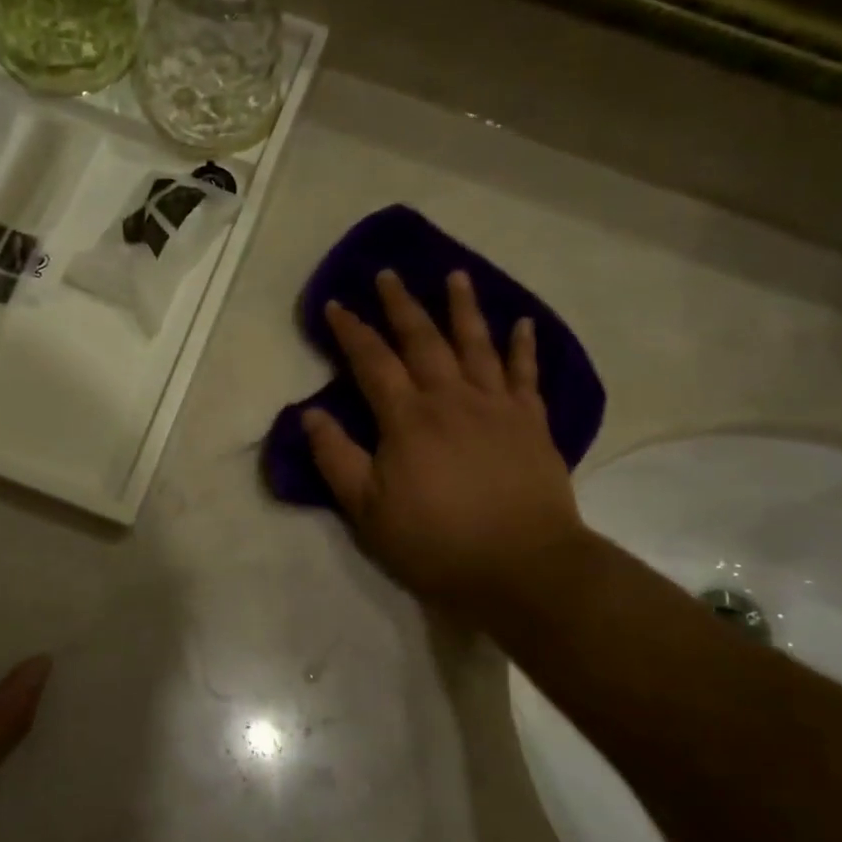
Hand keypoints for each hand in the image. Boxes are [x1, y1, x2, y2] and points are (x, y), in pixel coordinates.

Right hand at [302, 270, 584, 614]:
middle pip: (423, 339)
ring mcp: (496, 406)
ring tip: (455, 275)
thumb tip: (309, 414)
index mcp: (407, 418)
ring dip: (463, 307)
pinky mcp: (532, 423)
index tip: (336, 304)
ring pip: (476, 344)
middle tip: (388, 274)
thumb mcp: (368, 511)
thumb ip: (336, 459)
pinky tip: (522, 323)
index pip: (372, 361)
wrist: (523, 567)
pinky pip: (526, 374)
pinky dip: (523, 346)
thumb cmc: (437, 542)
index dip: (351, 330)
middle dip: (401, 304)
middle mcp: (451, 398)